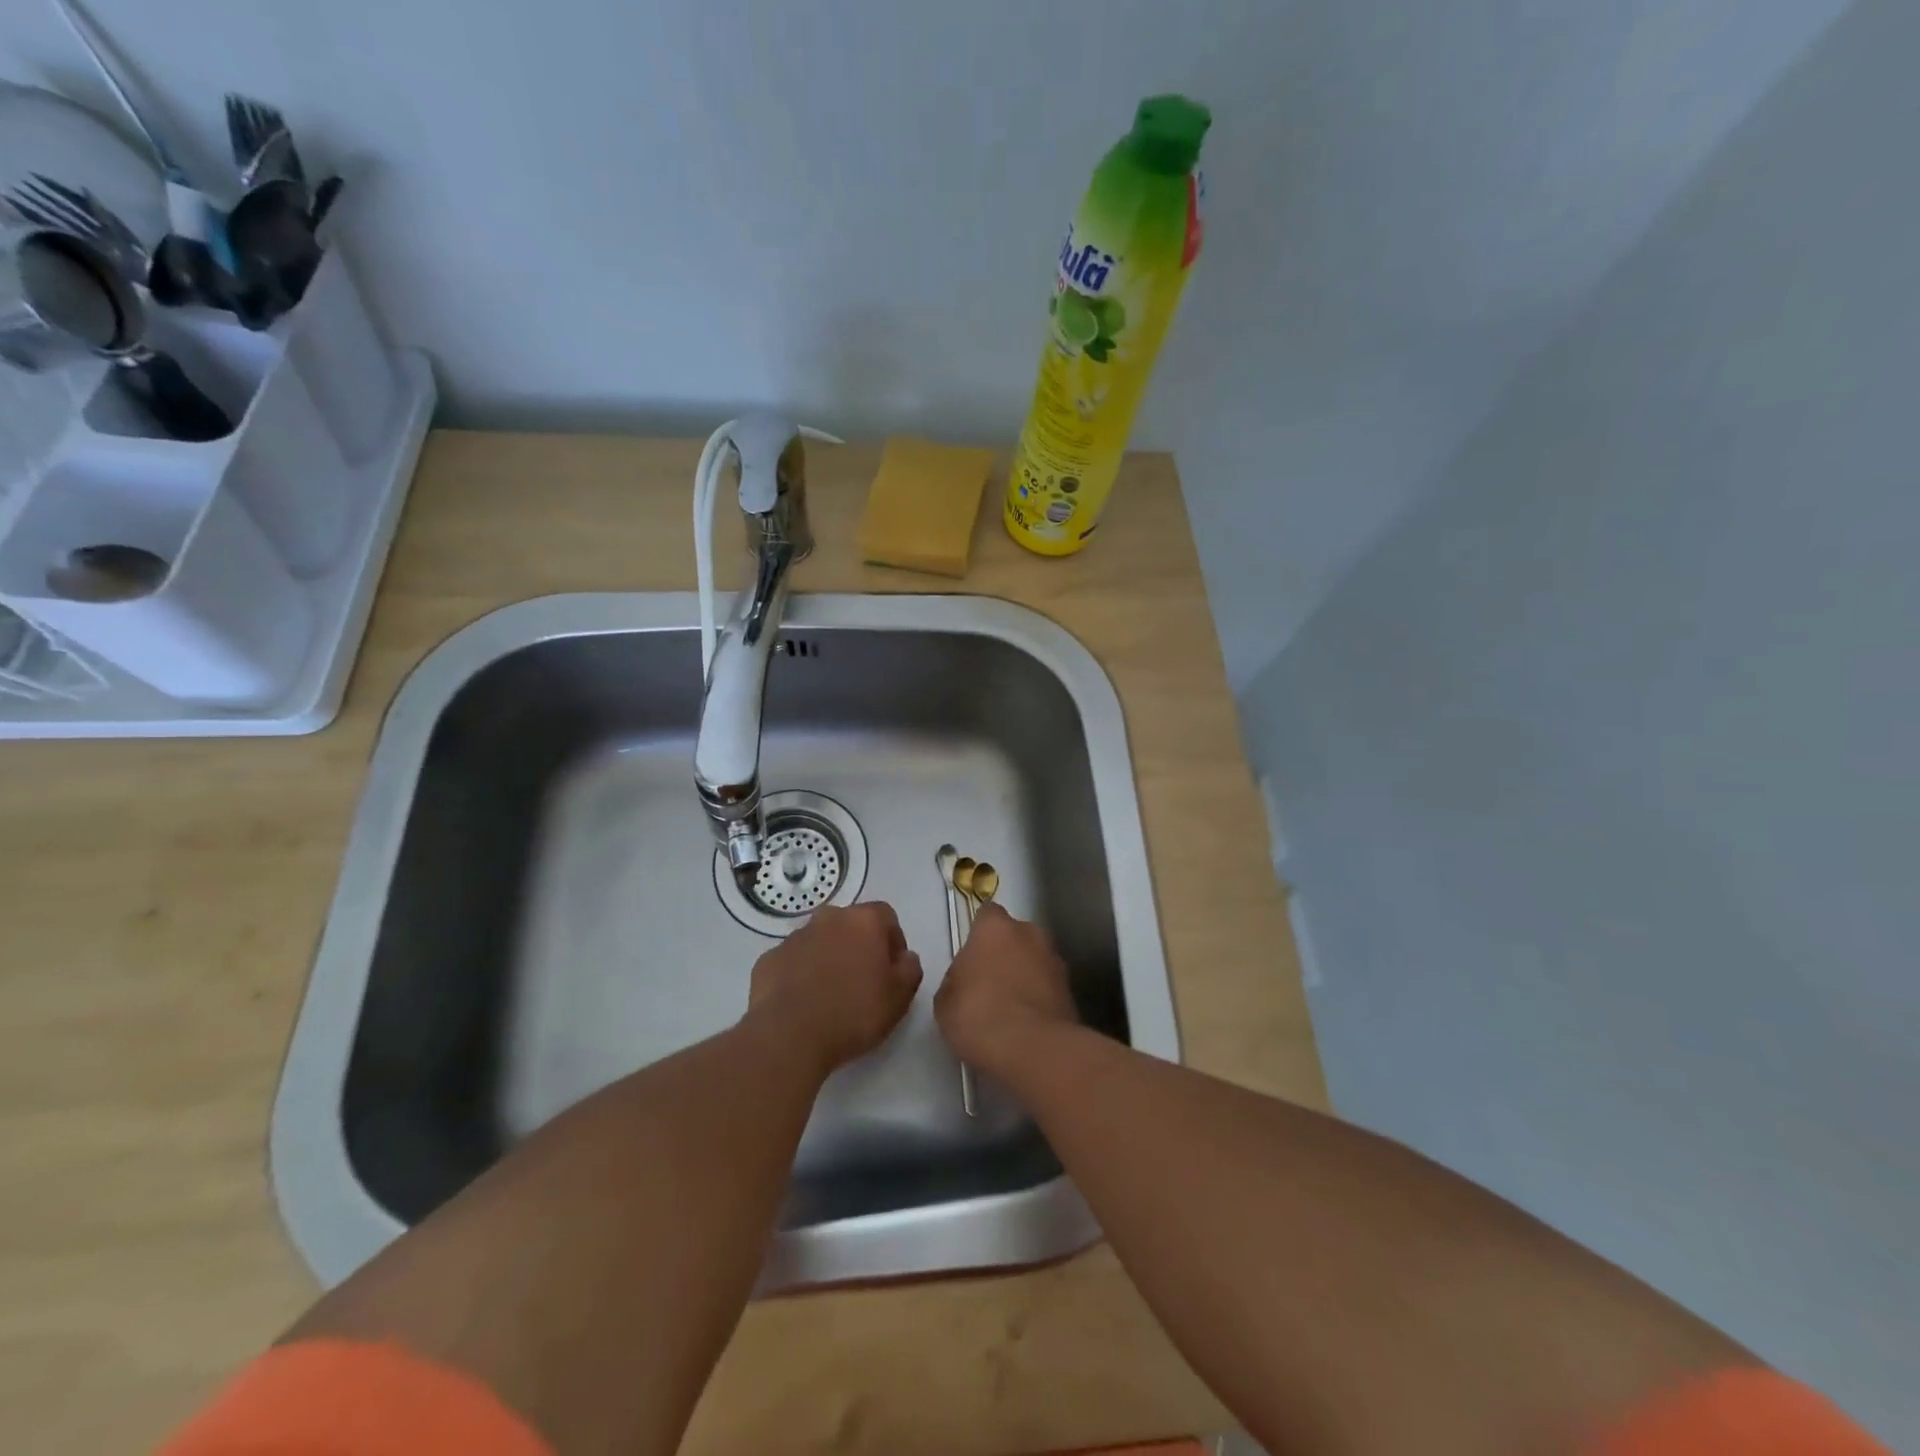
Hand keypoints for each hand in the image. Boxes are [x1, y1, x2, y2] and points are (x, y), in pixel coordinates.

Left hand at [746, 901, 922, 1074]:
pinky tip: (803, 1003)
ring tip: (830, 995)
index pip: (886, 916)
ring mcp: (794, 937)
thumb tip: (905, 957)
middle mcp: (828, 918)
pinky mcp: (768, 959)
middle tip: (862, 982)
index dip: (892, 941)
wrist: (788, 1036)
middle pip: (850, 925)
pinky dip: (800, 974)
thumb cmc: (853, 1013)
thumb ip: (910, 969)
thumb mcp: (899, 998)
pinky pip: (793, 961)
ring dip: (828, 958)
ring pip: (819, 941)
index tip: (892, 970)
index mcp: (863, 921)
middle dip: (858, 946)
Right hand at [934, 903, 1078, 1077]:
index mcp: (996, 928)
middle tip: (988, 983)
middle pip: (1015, 935)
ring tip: (1009, 1008)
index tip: (971, 955)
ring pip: (1035, 960)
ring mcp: (1055, 961)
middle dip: (1004, 953)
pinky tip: (1026, 1024)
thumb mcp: (945, 1001)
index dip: (979, 933)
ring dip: (1025, 975)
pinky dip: (1039, 998)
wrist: (1033, 1050)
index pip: (987, 914)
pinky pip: (1048, 987)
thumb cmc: (979, 1015)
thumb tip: (966, 980)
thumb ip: (956, 979)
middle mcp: (1030, 934)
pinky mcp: (1071, 991)